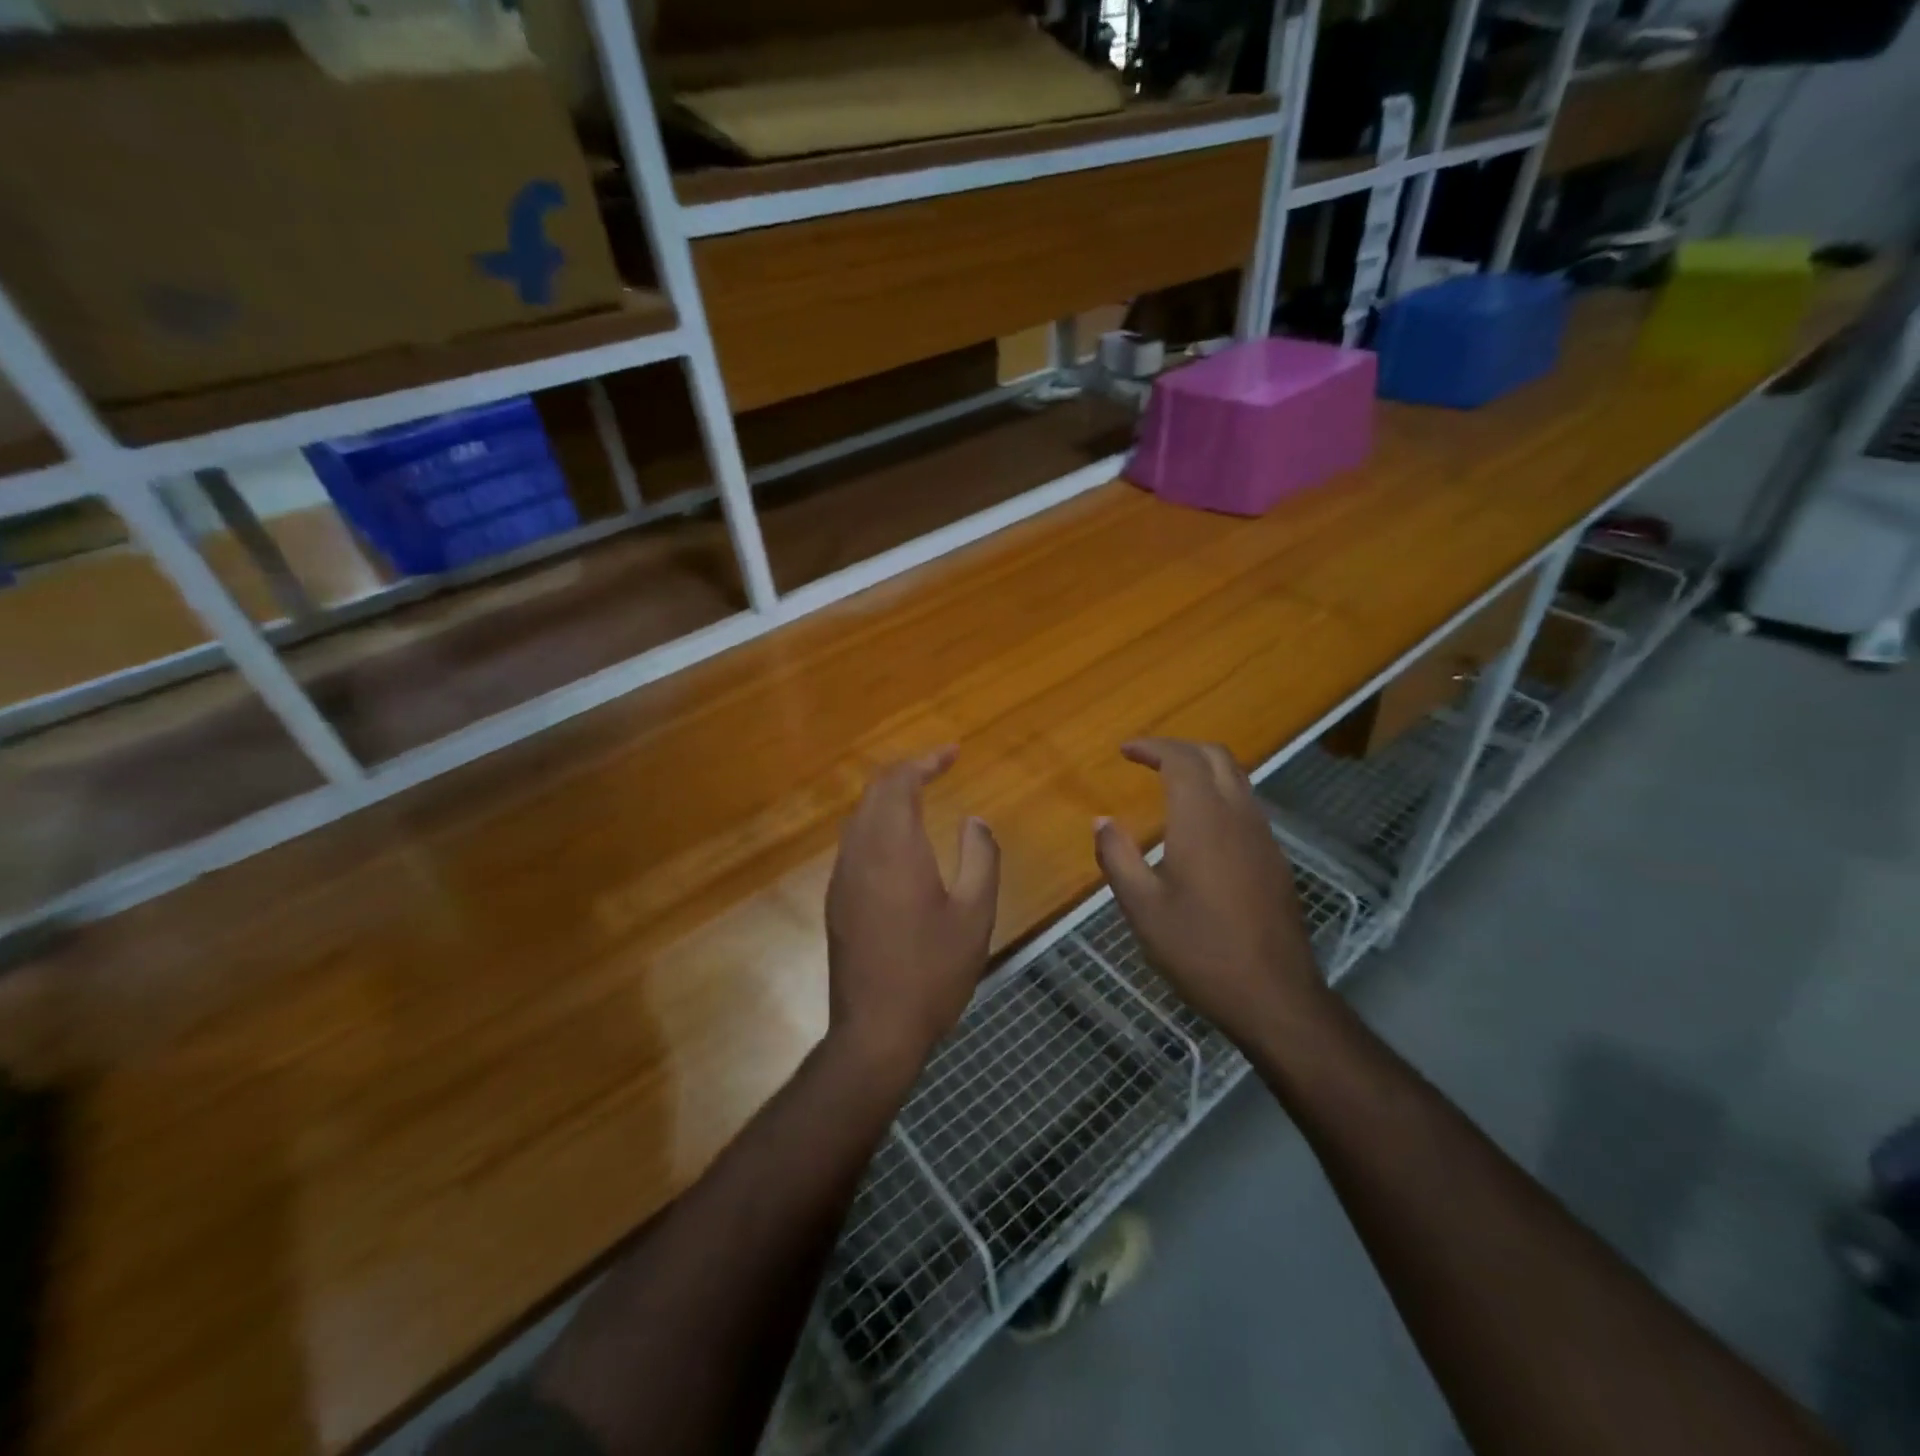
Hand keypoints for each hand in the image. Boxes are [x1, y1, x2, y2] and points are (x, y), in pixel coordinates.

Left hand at [825, 748, 999, 1084]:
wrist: (876, 1031)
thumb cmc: (933, 971)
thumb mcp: (975, 914)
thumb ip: (980, 857)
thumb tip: (974, 821)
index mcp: (894, 848)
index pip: (899, 782)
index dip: (925, 761)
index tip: (953, 752)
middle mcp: (860, 853)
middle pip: (873, 792)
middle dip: (905, 772)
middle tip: (938, 767)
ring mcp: (842, 878)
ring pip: (860, 817)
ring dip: (888, 797)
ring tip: (921, 795)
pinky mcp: (837, 901)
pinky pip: (854, 842)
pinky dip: (877, 824)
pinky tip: (900, 843)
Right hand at [1093, 738, 1328, 1046]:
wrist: (1274, 995)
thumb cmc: (1199, 950)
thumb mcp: (1142, 907)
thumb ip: (1117, 857)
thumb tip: (1101, 821)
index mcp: (1202, 820)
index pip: (1181, 759)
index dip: (1152, 747)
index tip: (1125, 751)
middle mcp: (1238, 816)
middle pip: (1215, 757)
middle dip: (1179, 748)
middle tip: (1147, 759)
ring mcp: (1263, 837)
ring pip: (1237, 778)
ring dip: (1203, 768)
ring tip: (1170, 784)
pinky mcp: (1274, 859)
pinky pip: (1246, 805)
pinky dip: (1219, 793)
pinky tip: (1200, 825)